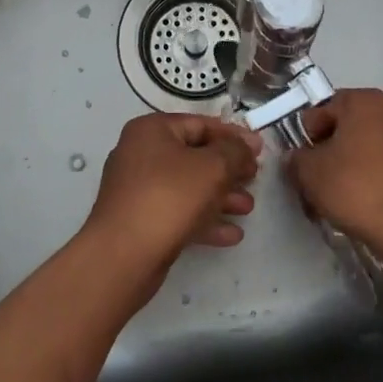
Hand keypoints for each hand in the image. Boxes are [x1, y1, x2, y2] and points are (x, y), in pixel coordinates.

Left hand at [82, 113, 260, 280]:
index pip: (200, 124)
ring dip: (221, 197)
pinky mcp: (140, 221)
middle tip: (255, 179)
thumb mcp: (212, 167)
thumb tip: (247, 144)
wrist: (123, 256)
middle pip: (194, 156)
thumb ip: (235, 151)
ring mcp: (138, 189)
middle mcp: (141, 154)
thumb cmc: (169, 197)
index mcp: (152, 130)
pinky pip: (178, 213)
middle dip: (228, 170)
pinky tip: (232, 234)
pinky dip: (204, 220)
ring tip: (248, 208)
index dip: (233, 136)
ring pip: (188, 187)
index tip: (259, 150)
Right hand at [292, 88, 382, 249]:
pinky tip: (361, 205)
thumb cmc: (354, 183)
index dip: (307, 136)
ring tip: (337, 198)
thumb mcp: (309, 171)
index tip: (301, 162)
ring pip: (367, 150)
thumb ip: (296, 159)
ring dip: (350, 168)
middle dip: (329, 153)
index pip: (323, 110)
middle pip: (347, 129)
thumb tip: (297, 159)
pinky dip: (372, 180)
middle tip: (315, 181)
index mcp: (363, 100)